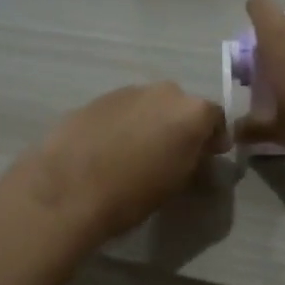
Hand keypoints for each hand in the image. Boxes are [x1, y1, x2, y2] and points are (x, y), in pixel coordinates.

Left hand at [15, 83, 230, 242]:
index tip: (208, 155)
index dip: (213, 137)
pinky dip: (122, 124)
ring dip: (149, 122)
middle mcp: (163, 92)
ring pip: (148, 104)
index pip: (216, 117)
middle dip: (180, 125)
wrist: (69, 188)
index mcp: (191, 112)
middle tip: (172, 152)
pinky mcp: (96, 98)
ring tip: (136, 151)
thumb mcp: (177, 182)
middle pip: (181, 105)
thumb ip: (194, 158)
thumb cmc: (133, 193)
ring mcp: (127, 91)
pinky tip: (109, 148)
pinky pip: (121, 110)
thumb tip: (197, 150)